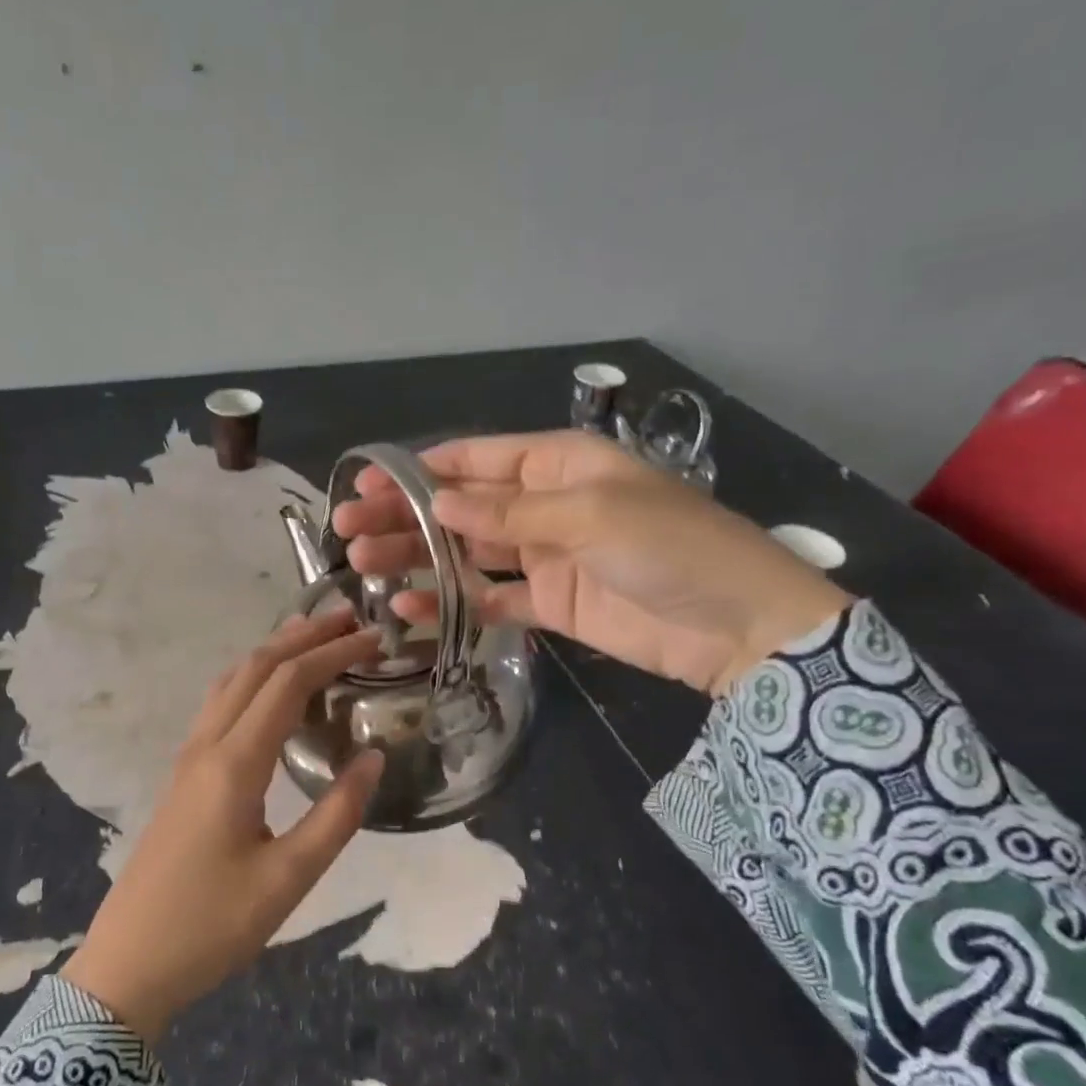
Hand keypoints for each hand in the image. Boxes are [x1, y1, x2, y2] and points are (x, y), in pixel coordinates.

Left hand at [60, 611, 384, 1041]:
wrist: (128, 963)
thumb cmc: (211, 926)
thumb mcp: (288, 879)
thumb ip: (336, 815)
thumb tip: (373, 756)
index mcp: (235, 763)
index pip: (288, 684)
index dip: (332, 654)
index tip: (373, 640)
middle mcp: (207, 745)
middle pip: (255, 668)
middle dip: (303, 637)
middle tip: (349, 619)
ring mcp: (188, 757)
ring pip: (231, 681)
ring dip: (273, 651)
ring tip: (313, 638)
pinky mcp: (183, 775)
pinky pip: (219, 704)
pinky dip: (252, 678)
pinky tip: (268, 691)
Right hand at [330, 430, 850, 696]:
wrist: (736, 627)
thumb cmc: (670, 548)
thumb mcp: (590, 515)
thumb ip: (509, 513)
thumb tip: (439, 503)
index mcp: (558, 465)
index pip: (476, 458)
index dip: (419, 470)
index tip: (368, 484)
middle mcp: (544, 505)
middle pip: (461, 507)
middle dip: (405, 515)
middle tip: (348, 531)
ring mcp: (544, 556)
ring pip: (466, 553)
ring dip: (417, 558)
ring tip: (365, 566)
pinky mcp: (548, 604)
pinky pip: (489, 598)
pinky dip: (452, 601)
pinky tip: (410, 605)